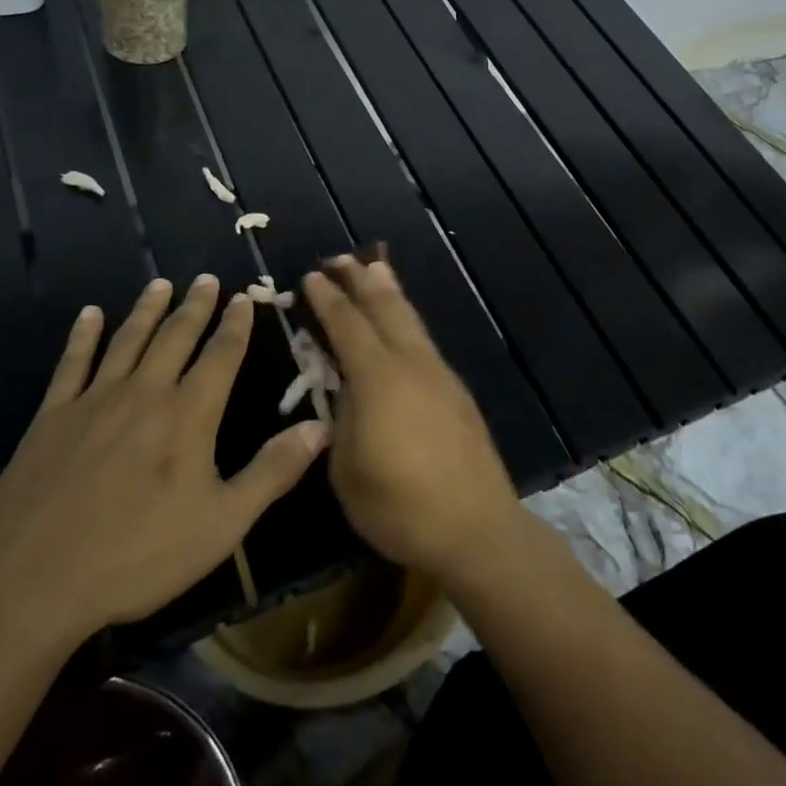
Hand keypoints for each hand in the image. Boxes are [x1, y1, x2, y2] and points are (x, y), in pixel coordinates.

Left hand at [0, 276, 329, 648]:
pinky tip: (89, 315)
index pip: (221, 354)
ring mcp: (94, 401)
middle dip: (195, 305)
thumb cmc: (139, 555)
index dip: (236, 324)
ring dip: (147, 309)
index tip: (244, 297)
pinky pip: (72, 363)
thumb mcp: (223, 523)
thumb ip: (273, 471)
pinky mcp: (52, 417)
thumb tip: (321, 427)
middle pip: (175, 336)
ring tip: (160, 283)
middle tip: (206, 278)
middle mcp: (145, 393)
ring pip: (127, 340)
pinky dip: (83, 336)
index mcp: (189, 414)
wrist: (35, 580)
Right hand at [303, 257, 525, 583]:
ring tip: (376, 269)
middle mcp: (411, 364)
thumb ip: (342, 419)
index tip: (310, 277)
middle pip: (385, 309)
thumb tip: (345, 390)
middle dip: (361, 280)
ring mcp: (439, 375)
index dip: (327, 300)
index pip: (347, 326)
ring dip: (389, 292)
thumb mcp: (347, 469)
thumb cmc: (400, 506)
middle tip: (340, 258)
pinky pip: (424, 340)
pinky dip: (407, 320)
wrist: (476, 526)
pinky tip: (402, 325)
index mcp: (378, 379)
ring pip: (411, 320)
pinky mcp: (456, 391)